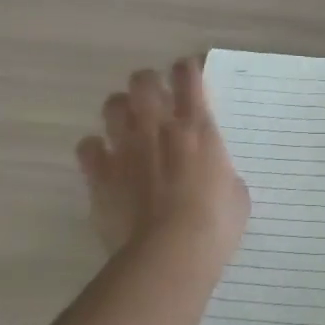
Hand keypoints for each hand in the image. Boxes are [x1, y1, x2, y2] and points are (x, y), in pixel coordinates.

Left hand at [77, 58, 249, 256]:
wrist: (169, 255)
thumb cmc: (214, 225)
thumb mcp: (236, 194)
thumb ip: (222, 173)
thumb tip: (214, 176)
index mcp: (196, 126)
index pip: (187, 74)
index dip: (187, 69)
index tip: (190, 77)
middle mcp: (157, 126)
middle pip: (143, 80)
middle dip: (149, 84)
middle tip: (157, 102)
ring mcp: (125, 147)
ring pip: (113, 104)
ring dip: (122, 111)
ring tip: (129, 127)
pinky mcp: (99, 174)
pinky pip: (87, 146)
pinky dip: (95, 150)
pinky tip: (105, 162)